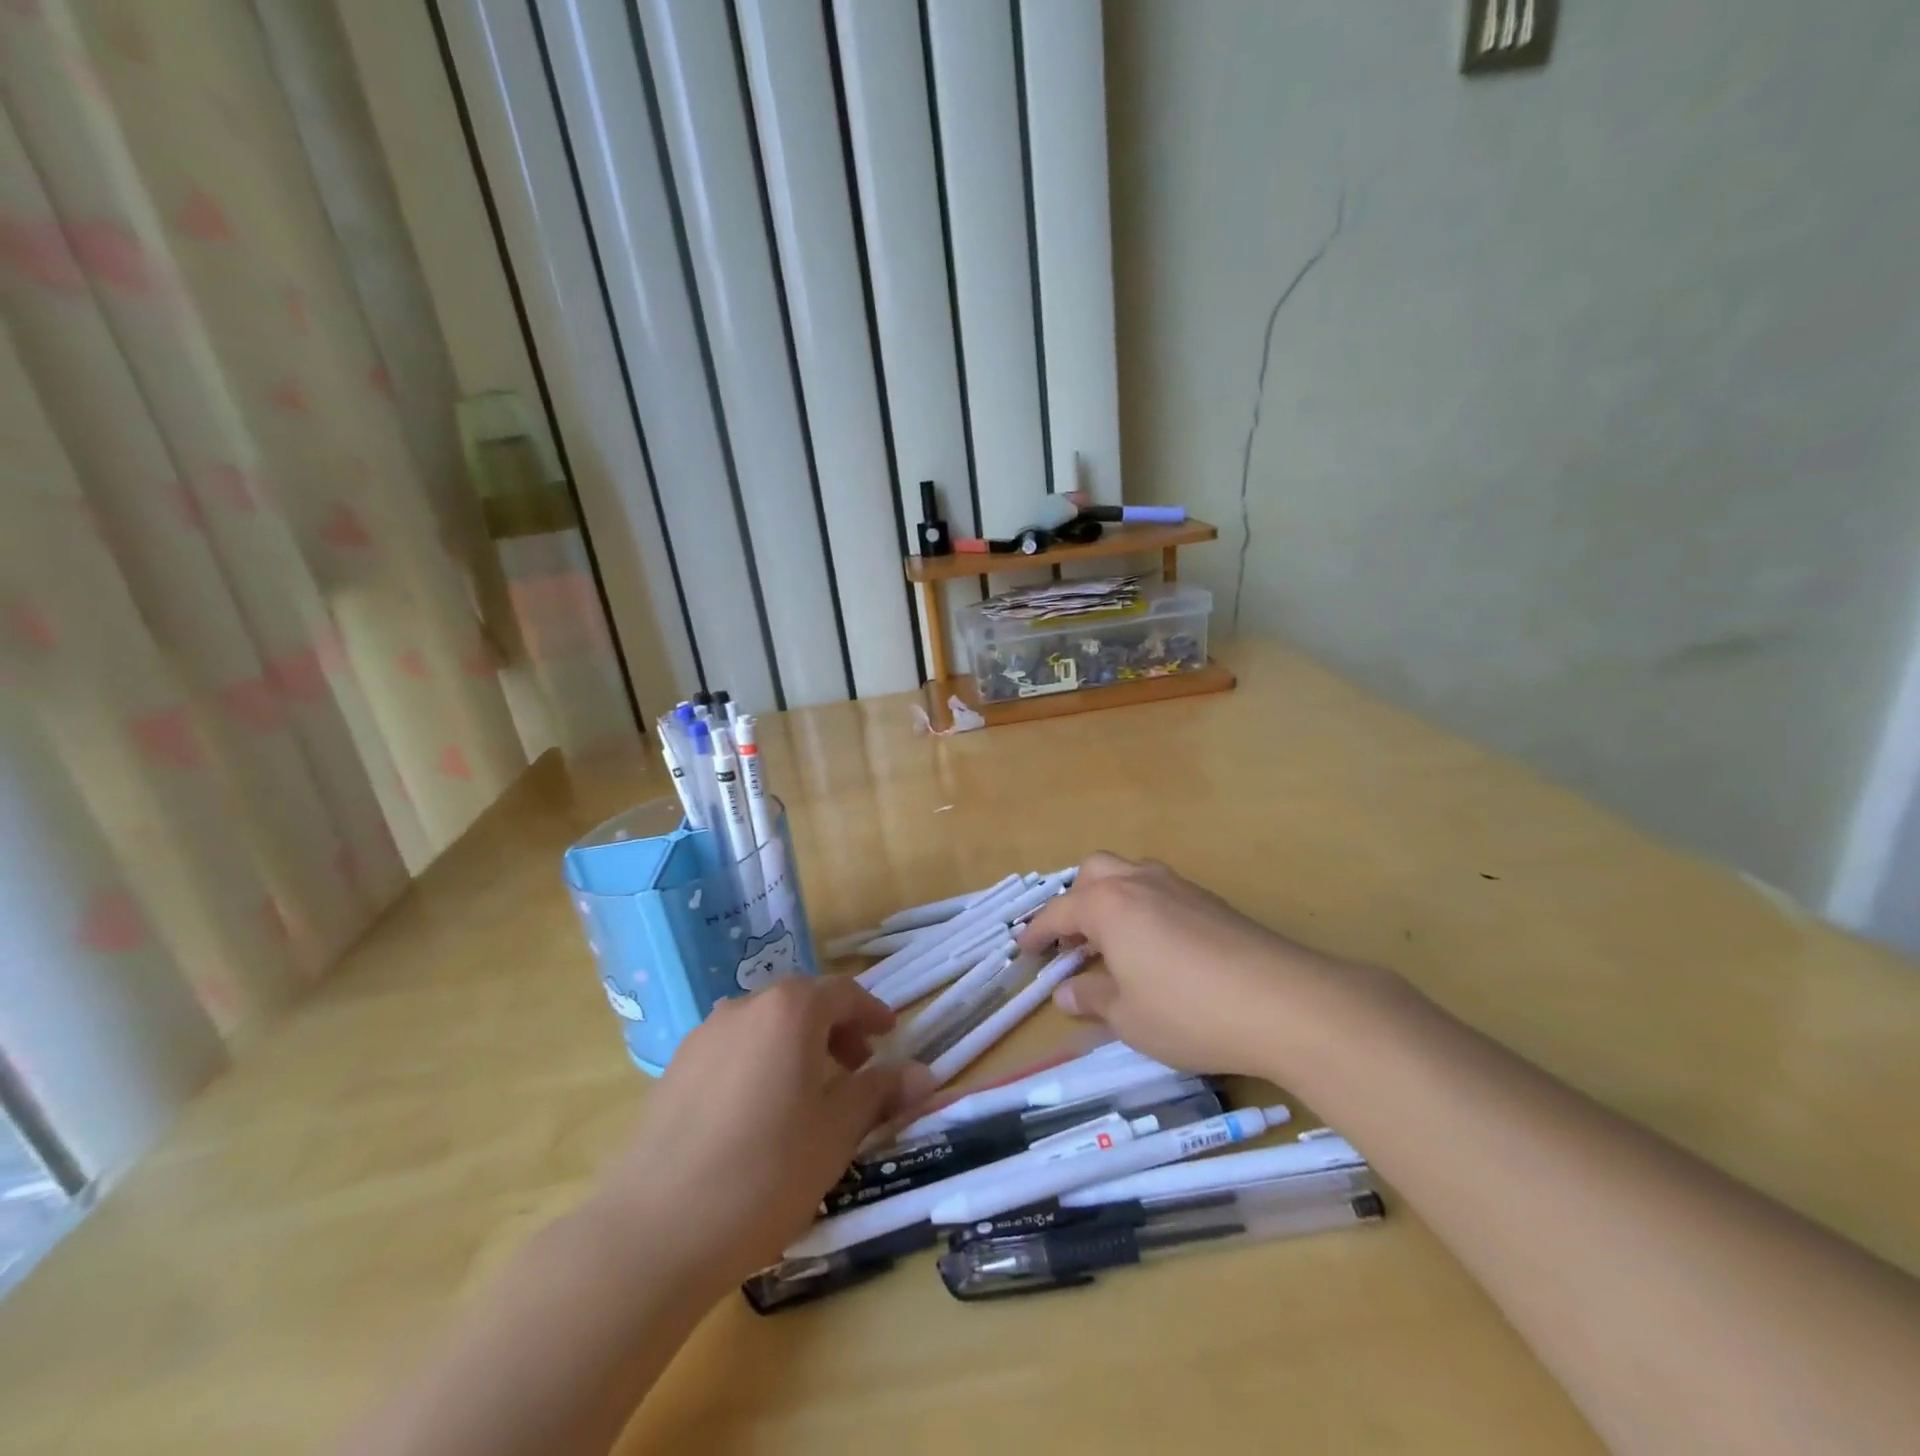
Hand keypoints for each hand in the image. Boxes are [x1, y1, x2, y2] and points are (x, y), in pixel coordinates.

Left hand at [592, 977, 933, 1288]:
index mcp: (789, 1010)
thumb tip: (924, 1074)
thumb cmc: (765, 1173)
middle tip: (856, 1069)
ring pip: (764, 1026)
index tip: (889, 1036)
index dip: (871, 1013)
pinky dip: (759, 1063)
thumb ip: (879, 1093)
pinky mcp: (673, 1071)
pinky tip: (758, 1115)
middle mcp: (744, 1008)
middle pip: (801, 1003)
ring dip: (795, 1046)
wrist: (653, 1232)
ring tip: (808, 1094)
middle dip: (835, 1030)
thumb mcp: (836, 1134)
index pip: (842, 993)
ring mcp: (702, 1037)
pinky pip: (731, 1050)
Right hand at [1018, 852, 1366, 1077]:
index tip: (1023, 948)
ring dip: (1111, 899)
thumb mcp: (1129, 1017)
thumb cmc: (1189, 1012)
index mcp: (1108, 905)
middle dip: (1075, 900)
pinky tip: (1157, 948)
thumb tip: (1066, 992)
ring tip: (1112, 942)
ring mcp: (1179, 887)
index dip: (1037, 932)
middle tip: (1072, 940)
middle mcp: (1139, 883)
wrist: (1285, 1002)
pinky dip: (1143, 908)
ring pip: (1130, 875)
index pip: (1059, 912)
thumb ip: (1092, 998)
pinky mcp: (1212, 901)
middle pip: (1094, 872)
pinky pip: (1161, 891)